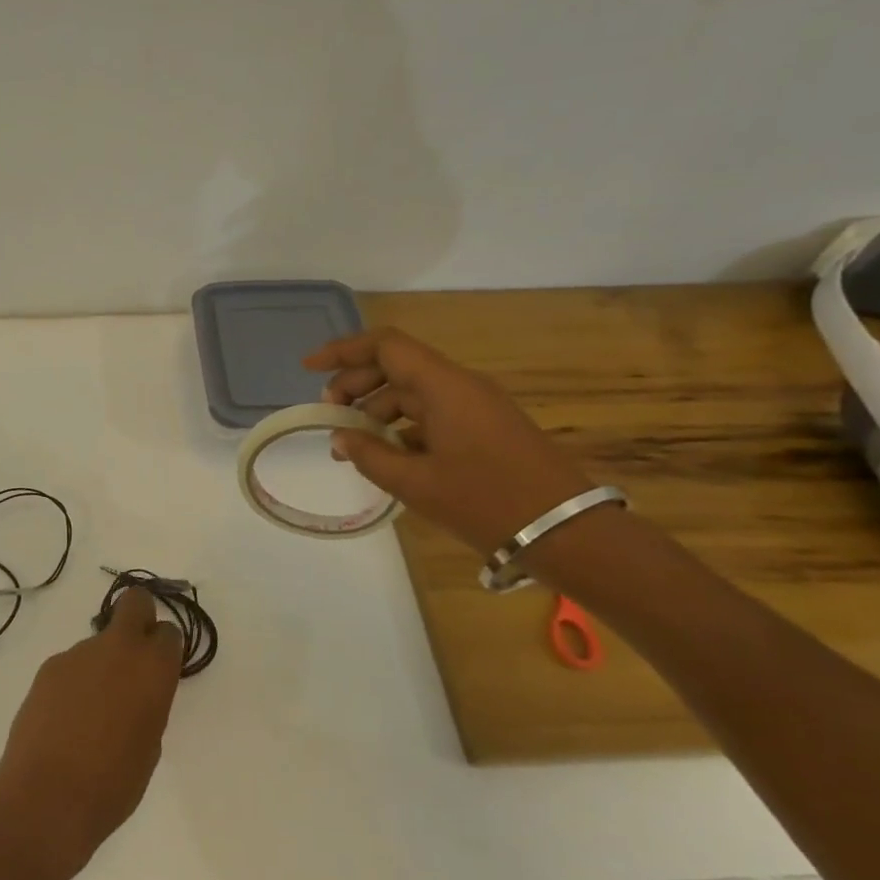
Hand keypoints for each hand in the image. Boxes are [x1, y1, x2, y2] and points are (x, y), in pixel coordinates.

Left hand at [0, 587, 182, 872]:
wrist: (46, 798)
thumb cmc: (113, 785)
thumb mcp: (150, 746)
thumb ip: (149, 704)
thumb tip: (135, 693)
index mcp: (152, 668)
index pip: (169, 632)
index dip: (165, 649)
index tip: (160, 671)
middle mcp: (117, 648)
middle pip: (134, 602)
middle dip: (139, 616)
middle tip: (134, 657)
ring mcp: (79, 653)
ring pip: (99, 642)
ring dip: (101, 665)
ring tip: (90, 715)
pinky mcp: (49, 667)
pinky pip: (72, 665)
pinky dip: (75, 683)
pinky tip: (65, 720)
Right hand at [304, 326, 595, 554]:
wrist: (570, 534)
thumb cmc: (487, 502)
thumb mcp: (416, 483)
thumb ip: (370, 455)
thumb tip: (341, 438)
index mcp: (444, 386)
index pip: (385, 345)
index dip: (343, 350)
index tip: (309, 368)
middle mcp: (460, 386)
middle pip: (396, 366)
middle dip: (355, 384)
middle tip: (329, 415)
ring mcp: (476, 407)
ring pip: (413, 391)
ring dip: (377, 409)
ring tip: (351, 444)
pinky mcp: (486, 428)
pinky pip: (433, 413)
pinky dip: (403, 426)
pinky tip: (387, 455)